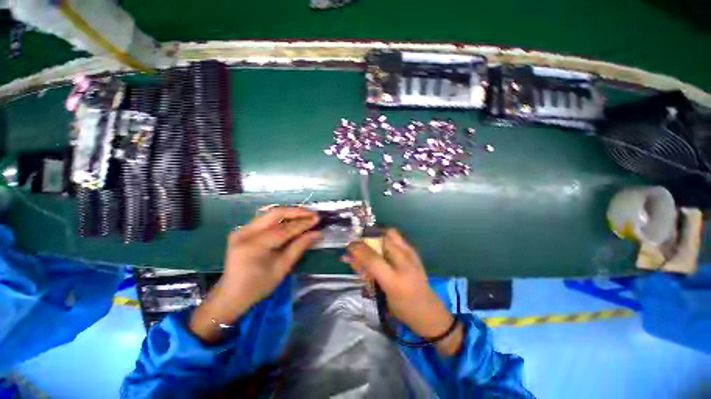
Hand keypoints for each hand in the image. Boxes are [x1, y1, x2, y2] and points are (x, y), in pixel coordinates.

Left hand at [190, 207, 320, 341]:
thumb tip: (317, 233)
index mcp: (253, 246)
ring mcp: (241, 230)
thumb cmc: (258, 286)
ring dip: (289, 213)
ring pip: (270, 214)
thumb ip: (299, 247)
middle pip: (275, 214)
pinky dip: (280, 218)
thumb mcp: (282, 268)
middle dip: (296, 212)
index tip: (317, 219)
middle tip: (312, 213)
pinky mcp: (242, 230)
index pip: (283, 229)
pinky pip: (265, 219)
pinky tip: (291, 220)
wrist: (231, 295)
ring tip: (305, 215)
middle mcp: (245, 232)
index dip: (302, 224)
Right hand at [344, 229, 462, 355]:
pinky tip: (383, 248)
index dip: (358, 249)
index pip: (372, 259)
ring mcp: (411, 255)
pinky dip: (386, 238)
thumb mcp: (380, 297)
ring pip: (390, 233)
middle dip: (367, 239)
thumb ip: (366, 275)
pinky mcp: (415, 252)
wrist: (430, 312)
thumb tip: (351, 258)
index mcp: (394, 281)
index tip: (349, 247)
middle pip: (382, 238)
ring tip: (371, 245)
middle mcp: (404, 264)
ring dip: (377, 236)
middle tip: (360, 246)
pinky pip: (396, 237)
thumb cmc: (402, 310)